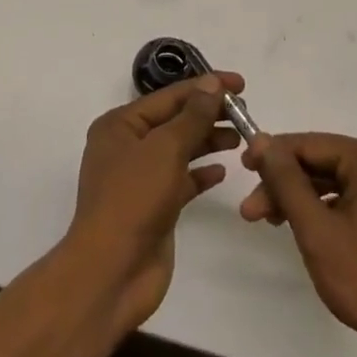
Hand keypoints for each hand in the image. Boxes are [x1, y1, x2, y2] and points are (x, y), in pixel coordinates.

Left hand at [64, 74, 244, 331]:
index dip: (206, 87)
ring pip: (180, 149)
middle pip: (175, 120)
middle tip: (245, 113)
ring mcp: (140, 178)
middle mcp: (127, 146)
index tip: (240, 84)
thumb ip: (193, 116)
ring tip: (240, 138)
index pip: (170, 95)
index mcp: (120, 124)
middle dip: (208, 115)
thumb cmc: (134, 198)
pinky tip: (222, 171)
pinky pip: (182, 180)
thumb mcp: (165, 148)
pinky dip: (201, 173)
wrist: (112, 272)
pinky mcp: (154, 206)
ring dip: (208, 141)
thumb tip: (212, 85)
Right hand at [242, 132, 356, 356]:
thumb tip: (260, 139)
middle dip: (286, 185)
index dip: (273, 155)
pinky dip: (329, 211)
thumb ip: (285, 179)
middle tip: (251, 211)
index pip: (311, 145)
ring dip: (304, 200)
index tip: (241, 168)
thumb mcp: (316, 228)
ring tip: (270, 222)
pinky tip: (305, 228)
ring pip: (339, 183)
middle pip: (325, 164)